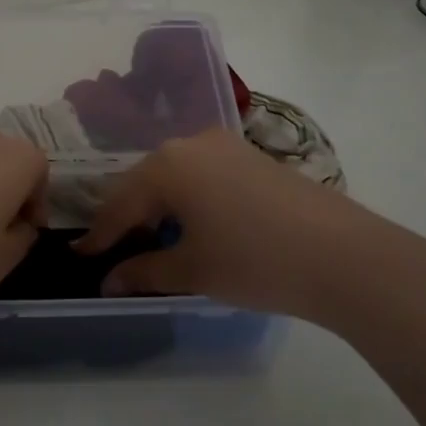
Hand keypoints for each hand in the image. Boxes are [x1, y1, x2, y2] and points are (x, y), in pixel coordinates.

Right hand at [75, 129, 425, 333]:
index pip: (119, 204)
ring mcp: (226, 146)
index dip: (99, 236)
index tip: (80, 256)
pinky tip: (194, 225)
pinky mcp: (253, 157)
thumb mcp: (192, 271)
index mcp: (167, 165)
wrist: (346, 256)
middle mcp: (191, 143)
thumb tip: (108, 281)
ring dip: (159, 207)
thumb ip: (143, 272)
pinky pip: (203, 174)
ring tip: (153, 240)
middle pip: (144, 182)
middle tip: (114, 250)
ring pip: (175, 175)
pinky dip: (188, 199)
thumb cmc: (255, 262)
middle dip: (127, 217)